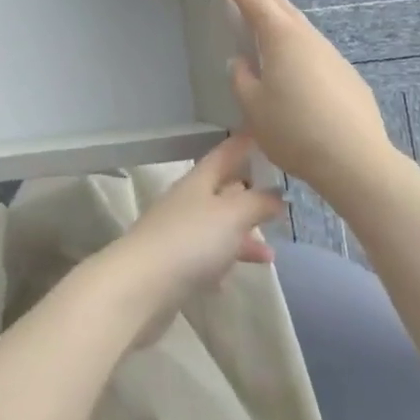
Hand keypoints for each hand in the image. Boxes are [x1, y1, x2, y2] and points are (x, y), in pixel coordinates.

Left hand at [94, 133, 283, 346]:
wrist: (141, 286)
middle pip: (220, 190)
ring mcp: (178, 233)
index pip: (224, 153)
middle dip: (247, 193)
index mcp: (198, 181)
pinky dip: (223, 262)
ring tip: (270, 253)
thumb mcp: (232, 215)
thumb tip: (277, 194)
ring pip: (216, 227)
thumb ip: (258, 202)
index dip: (244, 143)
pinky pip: (206, 258)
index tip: (264, 133)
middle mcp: (186, 202)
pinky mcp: (174, 265)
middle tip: (278, 196)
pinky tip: (234, 277)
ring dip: (242, 236)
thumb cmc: (190, 240)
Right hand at [211, 0, 396, 201]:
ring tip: (260, 7)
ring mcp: (331, 55)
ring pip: (297, 23)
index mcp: (281, 38)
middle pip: (278, 3)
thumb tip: (242, 63)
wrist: (356, 161)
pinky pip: (310, 45)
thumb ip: (242, 79)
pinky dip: (292, 36)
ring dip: (276, 10)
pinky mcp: (345, 76)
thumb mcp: (253, 106)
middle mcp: (308, 37)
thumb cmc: (295, 130)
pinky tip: (289, 53)